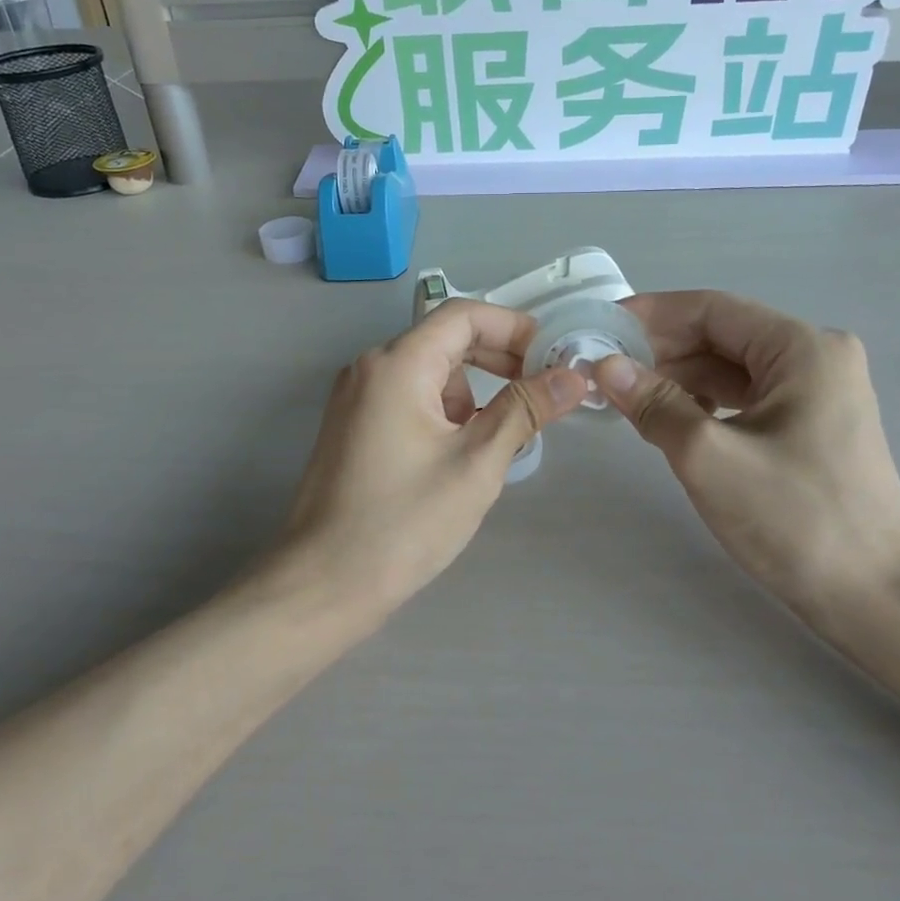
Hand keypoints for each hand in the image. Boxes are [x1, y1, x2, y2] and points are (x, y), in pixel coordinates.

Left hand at [277, 299, 587, 616]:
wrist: (324, 584)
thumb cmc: (404, 522)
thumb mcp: (476, 463)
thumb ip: (525, 409)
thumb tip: (575, 376)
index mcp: (397, 364)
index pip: (464, 315)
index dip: (515, 327)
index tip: (554, 357)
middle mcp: (370, 368)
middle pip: (445, 340)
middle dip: (499, 359)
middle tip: (543, 391)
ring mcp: (357, 398)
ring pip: (429, 373)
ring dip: (473, 391)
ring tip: (505, 434)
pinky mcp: (354, 427)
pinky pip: (410, 399)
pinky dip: (445, 411)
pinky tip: (465, 451)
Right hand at [597, 291, 899, 620]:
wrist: (876, 596)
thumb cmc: (795, 519)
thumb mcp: (710, 458)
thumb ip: (654, 404)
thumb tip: (604, 365)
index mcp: (802, 348)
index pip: (713, 309)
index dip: (652, 315)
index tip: (601, 327)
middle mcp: (816, 357)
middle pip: (723, 336)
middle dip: (663, 350)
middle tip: (605, 369)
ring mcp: (819, 393)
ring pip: (733, 370)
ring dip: (680, 379)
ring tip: (628, 397)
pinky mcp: (814, 426)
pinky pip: (748, 398)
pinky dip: (706, 404)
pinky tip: (672, 422)